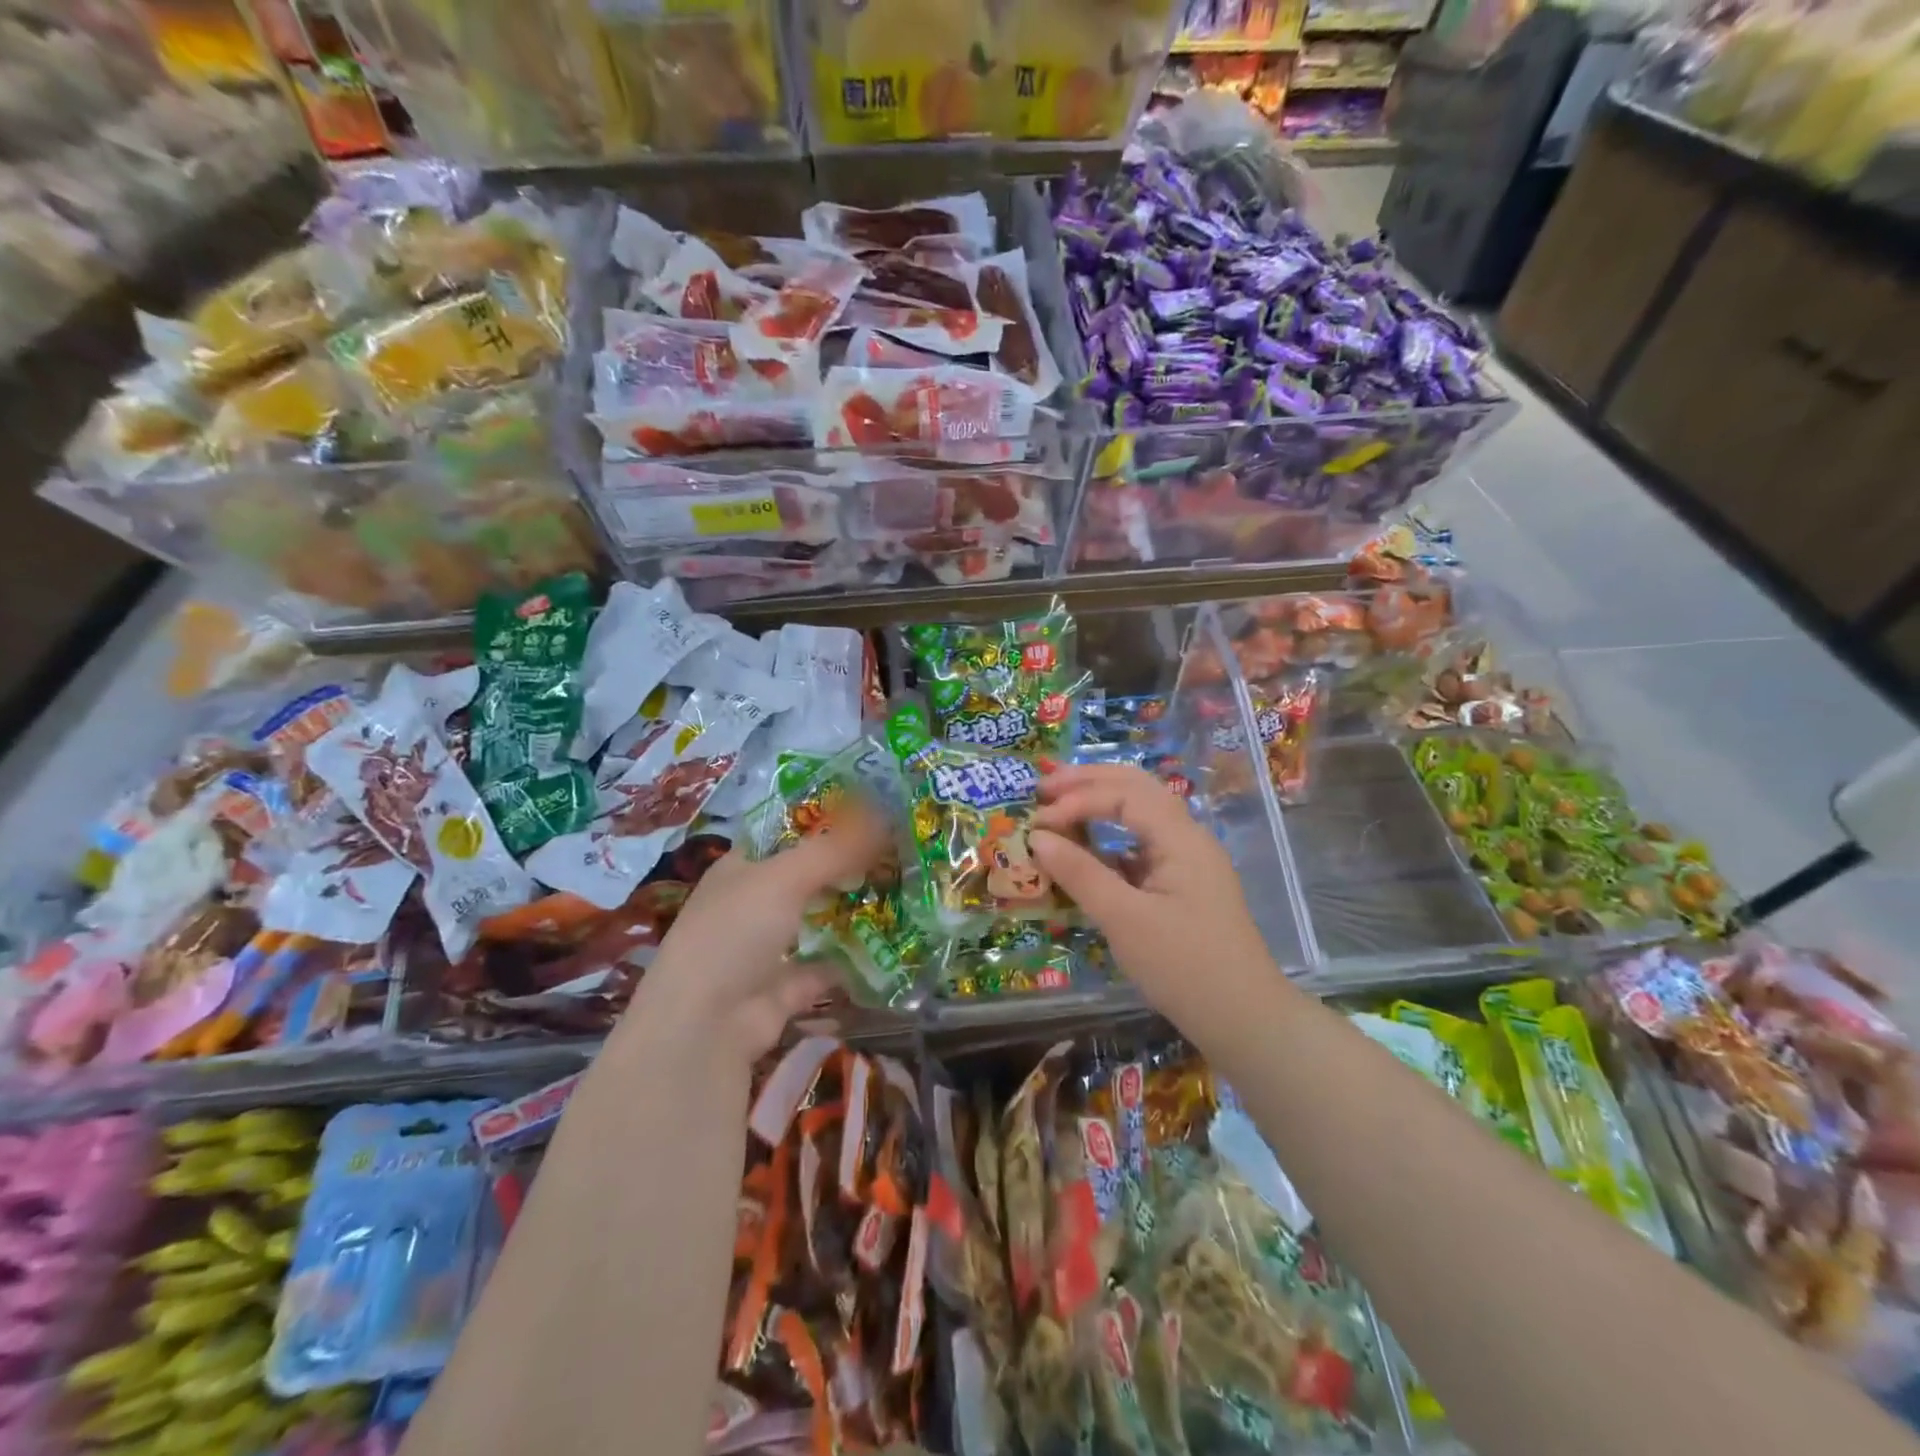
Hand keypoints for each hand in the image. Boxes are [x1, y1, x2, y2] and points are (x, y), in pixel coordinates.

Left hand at [628, 810, 887, 1064]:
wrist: (704, 1029)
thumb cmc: (734, 934)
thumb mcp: (784, 878)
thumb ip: (834, 849)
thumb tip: (884, 816)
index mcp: (741, 869)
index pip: (785, 834)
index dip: (824, 821)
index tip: (872, 814)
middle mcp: (751, 905)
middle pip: (807, 877)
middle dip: (848, 867)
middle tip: (898, 853)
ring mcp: (766, 950)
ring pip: (817, 922)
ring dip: (852, 912)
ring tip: (902, 893)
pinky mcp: (784, 990)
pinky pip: (825, 969)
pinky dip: (852, 962)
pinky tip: (890, 947)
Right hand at [1029, 764, 1275, 1023]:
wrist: (1243, 1019)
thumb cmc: (1183, 965)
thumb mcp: (1124, 919)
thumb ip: (1079, 873)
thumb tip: (1037, 837)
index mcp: (1181, 838)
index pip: (1123, 794)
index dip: (1076, 800)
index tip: (1037, 823)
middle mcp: (1187, 837)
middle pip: (1136, 787)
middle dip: (1088, 782)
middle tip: (1043, 788)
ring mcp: (1187, 860)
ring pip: (1140, 813)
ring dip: (1099, 803)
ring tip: (1059, 807)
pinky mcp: (1182, 884)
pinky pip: (1142, 844)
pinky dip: (1109, 838)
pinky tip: (1086, 850)